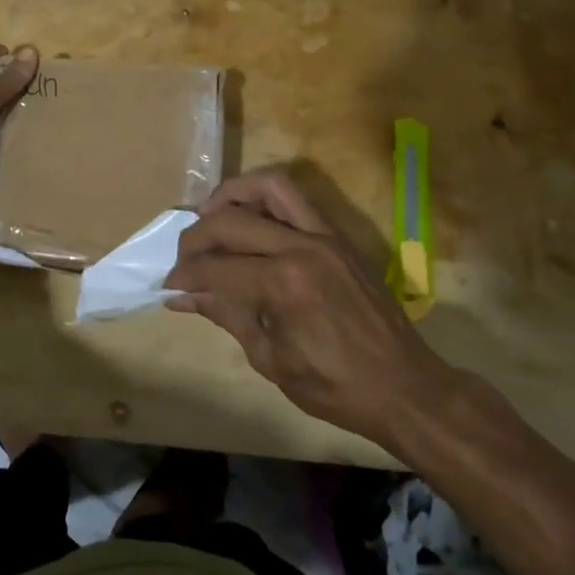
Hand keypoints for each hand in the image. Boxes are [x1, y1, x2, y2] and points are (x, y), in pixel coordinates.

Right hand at [164, 168, 458, 450]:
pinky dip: (264, 200)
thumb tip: (182, 297)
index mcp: (283, 285)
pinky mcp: (338, 237)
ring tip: (210, 215)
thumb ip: (225, 315)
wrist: (405, 388)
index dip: (184, 274)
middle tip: (183, 258)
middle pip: (230, 219)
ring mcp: (324, 236)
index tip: (168, 285)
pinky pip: (296, 200)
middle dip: (195, 236)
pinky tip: (248, 221)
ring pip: (269, 186)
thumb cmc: (334, 386)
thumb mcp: (270, 359)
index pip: (215, 266)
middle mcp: (301, 248)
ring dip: (231, 194)